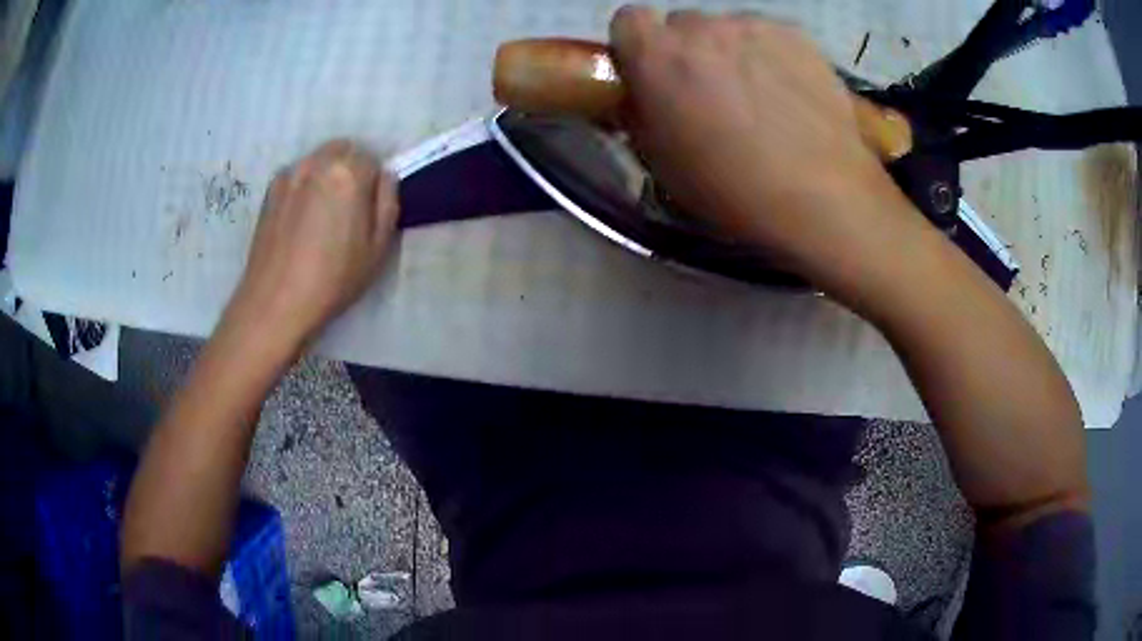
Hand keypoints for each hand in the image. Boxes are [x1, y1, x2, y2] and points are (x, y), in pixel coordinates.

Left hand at [226, 140, 398, 354]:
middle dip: (350, 169)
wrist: (275, 302)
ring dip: (326, 175)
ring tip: (321, 214)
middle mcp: (317, 163)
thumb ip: (388, 202)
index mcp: (348, 172)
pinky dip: (304, 186)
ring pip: (318, 161)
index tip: (369, 209)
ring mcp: (289, 174)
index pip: (372, 158)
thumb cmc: (332, 278)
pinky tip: (300, 220)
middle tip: (348, 208)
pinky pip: (297, 176)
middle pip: (343, 150)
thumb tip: (386, 177)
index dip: (374, 183)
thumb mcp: (377, 247)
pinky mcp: (270, 191)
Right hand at [609, 7, 922, 297]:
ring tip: (760, 96)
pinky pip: (769, 35)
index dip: (638, 45)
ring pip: (728, 29)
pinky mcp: (797, 34)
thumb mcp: (660, 162)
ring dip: (732, 52)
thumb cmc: (730, 188)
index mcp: (656, 55)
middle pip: (682, 24)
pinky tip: (790, 92)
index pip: (627, 18)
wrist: (821, 194)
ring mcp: (752, 25)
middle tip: (711, 92)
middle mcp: (700, 26)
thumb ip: (640, 113)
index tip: (653, 73)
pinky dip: (771, 55)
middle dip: (688, 50)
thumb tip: (643, 94)